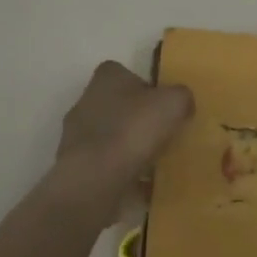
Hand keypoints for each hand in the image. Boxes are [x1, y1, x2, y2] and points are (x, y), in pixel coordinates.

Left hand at [48, 61, 193, 223]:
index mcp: (107, 77)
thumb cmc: (133, 129)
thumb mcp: (174, 103)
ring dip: (127, 146)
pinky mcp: (74, 165)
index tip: (162, 105)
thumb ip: (181, 97)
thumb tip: (181, 104)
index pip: (126, 73)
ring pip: (109, 135)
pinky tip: (139, 183)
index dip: (146, 87)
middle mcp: (86, 100)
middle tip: (161, 134)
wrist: (95, 178)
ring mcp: (76, 135)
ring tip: (152, 161)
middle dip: (136, 118)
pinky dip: (119, 171)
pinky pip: (104, 164)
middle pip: (117, 105)